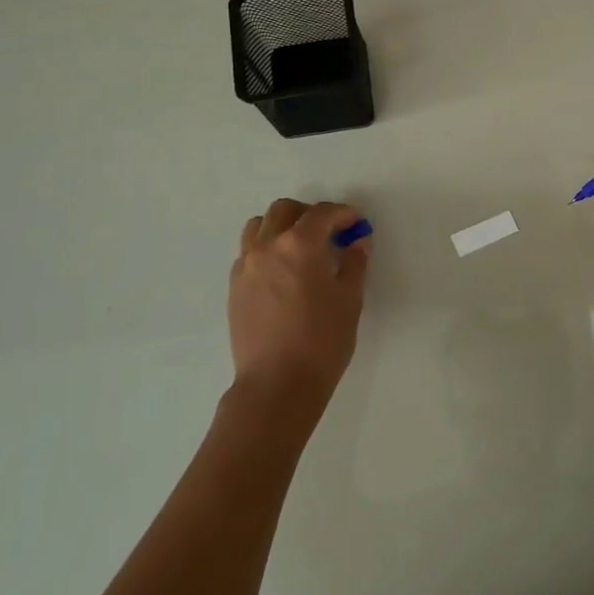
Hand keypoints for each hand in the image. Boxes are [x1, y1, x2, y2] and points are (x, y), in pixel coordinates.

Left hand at [228, 199, 369, 420]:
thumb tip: (358, 241)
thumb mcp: (349, 299)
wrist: (277, 384)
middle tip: (330, 233)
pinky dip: (266, 249)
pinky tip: (283, 273)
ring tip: (301, 248)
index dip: (344, 213)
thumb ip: (354, 263)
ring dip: (282, 227)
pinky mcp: (235, 287)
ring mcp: (246, 266)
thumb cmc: (322, 340)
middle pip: (285, 210)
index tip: (357, 223)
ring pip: (259, 226)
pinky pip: (249, 252)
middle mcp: (267, 246)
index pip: (322, 213)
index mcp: (299, 244)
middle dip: (310, 215)